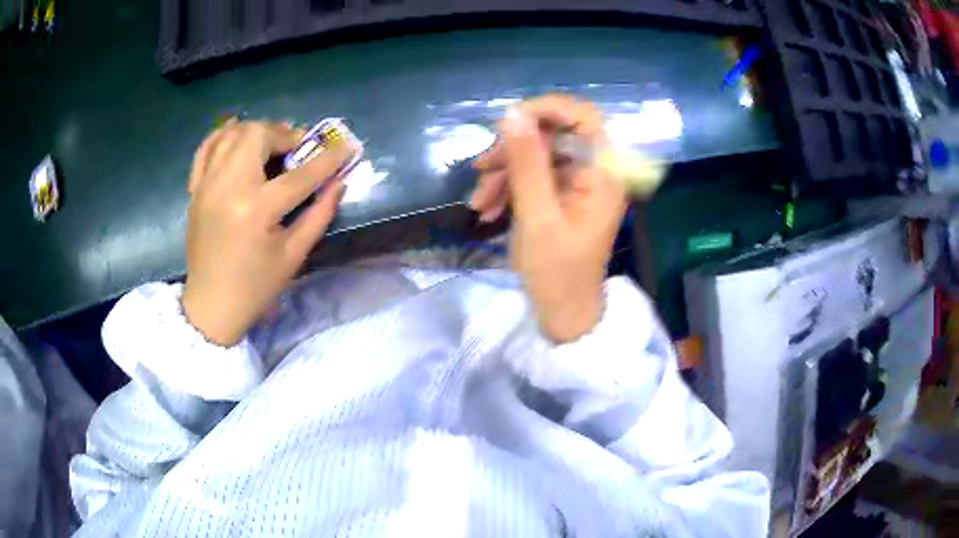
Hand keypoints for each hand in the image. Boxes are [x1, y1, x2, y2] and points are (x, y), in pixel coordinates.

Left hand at [181, 120, 355, 345]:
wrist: (211, 304)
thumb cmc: (255, 286)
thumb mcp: (294, 255)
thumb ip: (319, 214)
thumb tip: (339, 182)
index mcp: (256, 209)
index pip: (300, 174)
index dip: (328, 159)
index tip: (347, 146)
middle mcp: (228, 187)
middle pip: (257, 135)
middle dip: (284, 134)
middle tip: (297, 148)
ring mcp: (207, 185)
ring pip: (232, 134)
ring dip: (257, 131)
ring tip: (270, 143)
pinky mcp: (196, 189)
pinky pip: (206, 148)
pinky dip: (223, 135)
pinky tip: (237, 133)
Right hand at [470, 95, 626, 342]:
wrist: (563, 314)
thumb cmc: (557, 273)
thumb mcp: (537, 216)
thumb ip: (527, 162)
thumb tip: (512, 113)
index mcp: (603, 174)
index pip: (584, 117)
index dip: (547, 109)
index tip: (509, 121)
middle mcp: (595, 172)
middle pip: (553, 135)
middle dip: (513, 149)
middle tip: (481, 168)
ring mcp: (577, 183)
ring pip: (537, 155)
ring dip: (504, 171)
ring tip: (478, 202)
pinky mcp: (562, 195)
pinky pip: (533, 176)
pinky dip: (508, 187)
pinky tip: (486, 209)